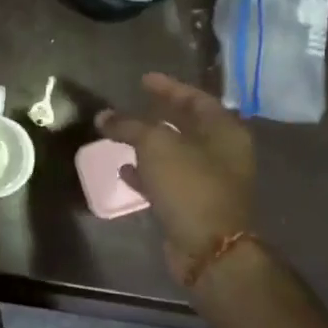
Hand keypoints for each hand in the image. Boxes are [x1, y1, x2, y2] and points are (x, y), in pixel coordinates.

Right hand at [96, 73, 254, 279]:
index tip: (143, 80)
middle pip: (188, 125)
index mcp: (224, 130)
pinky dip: (147, 173)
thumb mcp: (156, 145)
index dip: (169, 87)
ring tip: (122, 136)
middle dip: (159, 115)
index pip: (196, 98)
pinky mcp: (194, 204)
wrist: (209, 247)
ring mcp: (210, 181)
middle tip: (134, 105)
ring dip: (150, 145)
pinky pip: (168, 181)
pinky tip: (124, 171)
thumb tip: (103, 116)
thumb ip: (128, 126)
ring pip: (175, 154)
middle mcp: (222, 152)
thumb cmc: (189, 185)